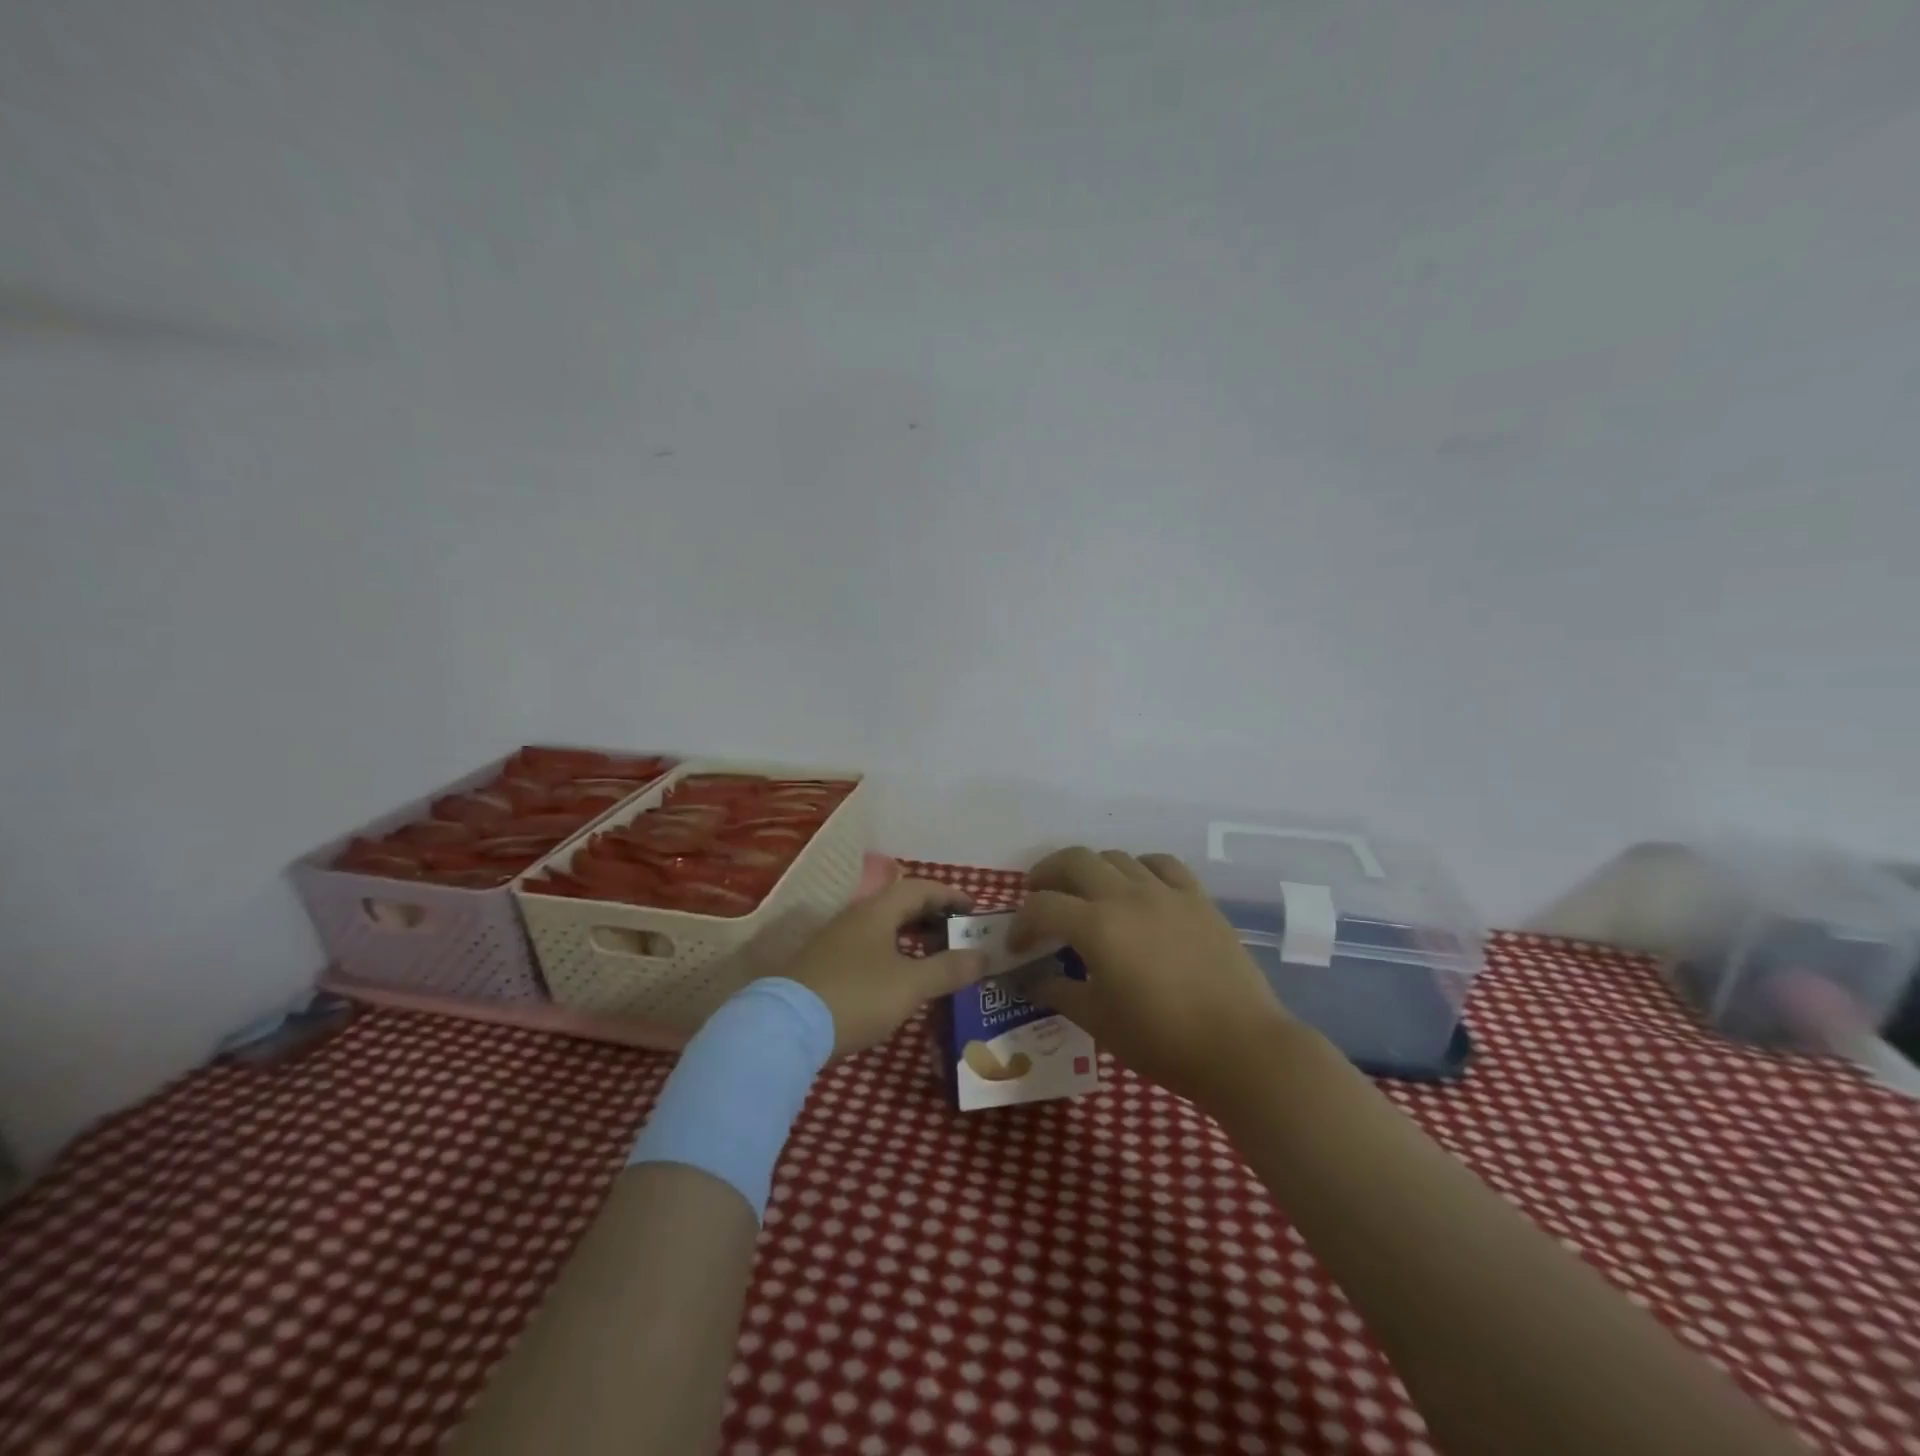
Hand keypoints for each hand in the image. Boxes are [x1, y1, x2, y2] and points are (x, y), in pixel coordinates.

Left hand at [782, 879, 988, 1056]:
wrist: (785, 1027)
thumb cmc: (856, 996)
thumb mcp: (910, 985)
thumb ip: (948, 969)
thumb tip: (983, 956)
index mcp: (877, 911)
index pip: (920, 889)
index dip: (950, 895)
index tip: (975, 910)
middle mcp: (855, 917)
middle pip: (899, 905)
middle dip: (932, 915)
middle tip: (959, 932)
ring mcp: (835, 941)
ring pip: (882, 927)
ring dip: (911, 936)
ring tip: (935, 955)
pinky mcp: (823, 966)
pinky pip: (868, 947)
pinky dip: (892, 953)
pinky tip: (899, 978)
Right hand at [1010, 847, 1297, 1104]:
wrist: (1240, 1047)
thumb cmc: (1162, 1040)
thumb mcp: (1099, 1022)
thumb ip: (1060, 993)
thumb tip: (1033, 982)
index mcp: (1097, 926)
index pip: (1042, 908)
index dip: (1020, 924)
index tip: (1017, 948)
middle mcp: (1127, 895)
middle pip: (1074, 860)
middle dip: (1047, 874)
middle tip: (1038, 896)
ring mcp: (1166, 892)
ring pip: (1116, 857)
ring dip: (1091, 869)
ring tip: (1085, 892)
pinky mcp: (1198, 898)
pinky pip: (1162, 864)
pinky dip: (1139, 868)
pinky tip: (1138, 886)